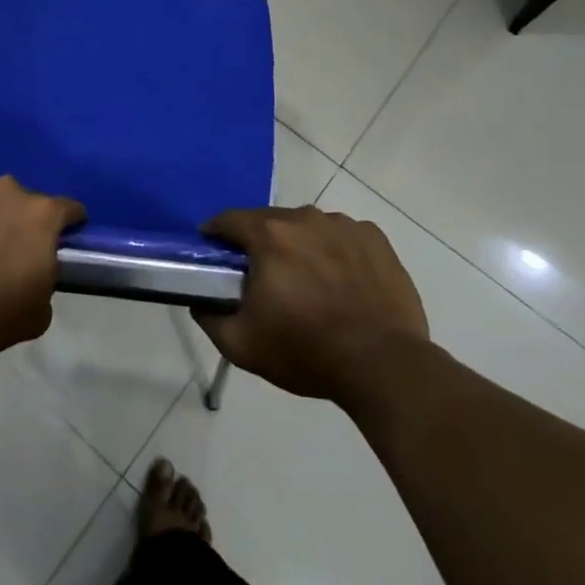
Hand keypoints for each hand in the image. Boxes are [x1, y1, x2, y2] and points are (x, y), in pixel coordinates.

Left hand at [0, 176, 85, 356]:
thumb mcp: (39, 312)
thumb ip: (46, 279)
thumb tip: (36, 270)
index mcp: (42, 215)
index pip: (69, 209)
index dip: (69, 223)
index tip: (63, 237)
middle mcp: (9, 190)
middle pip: (24, 200)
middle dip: (20, 220)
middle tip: (8, 249)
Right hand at [195, 206, 428, 400]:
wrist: (384, 366)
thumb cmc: (306, 351)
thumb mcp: (241, 345)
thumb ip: (209, 318)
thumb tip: (200, 302)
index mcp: (268, 235)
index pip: (228, 220)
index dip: (216, 234)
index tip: (215, 254)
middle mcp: (305, 218)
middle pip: (270, 222)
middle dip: (260, 244)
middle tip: (263, 277)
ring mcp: (344, 225)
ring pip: (308, 228)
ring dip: (300, 247)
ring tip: (308, 282)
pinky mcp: (376, 240)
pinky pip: (343, 237)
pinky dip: (336, 252)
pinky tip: (342, 282)